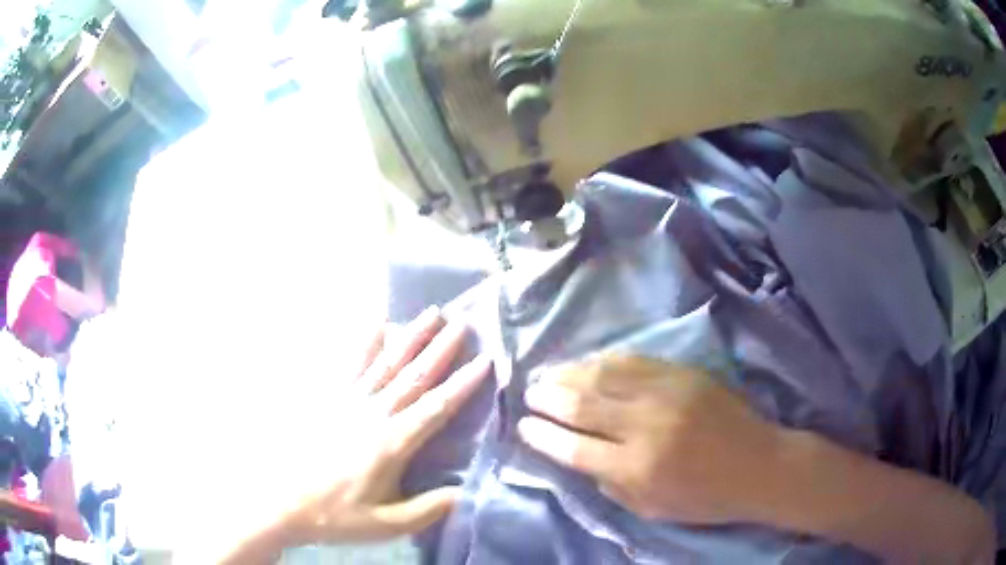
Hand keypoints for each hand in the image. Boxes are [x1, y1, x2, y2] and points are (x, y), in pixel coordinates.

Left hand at [239, 307, 489, 558]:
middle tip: (462, 322)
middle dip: (441, 348)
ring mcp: (348, 401)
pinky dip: (364, 342)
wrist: (283, 502)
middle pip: (414, 375)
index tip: (485, 359)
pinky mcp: (328, 398)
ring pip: (386, 363)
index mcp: (392, 442)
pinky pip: (350, 364)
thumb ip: (428, 509)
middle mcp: (373, 413)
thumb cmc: (337, 515)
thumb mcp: (387, 523)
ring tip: (430, 314)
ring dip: (410, 337)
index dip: (463, 383)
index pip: (436, 407)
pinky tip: (375, 324)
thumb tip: (467, 492)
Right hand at [519, 355, 780, 523]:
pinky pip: (634, 360)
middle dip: (547, 398)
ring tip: (549, 375)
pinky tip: (589, 363)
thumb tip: (579, 455)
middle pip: (582, 405)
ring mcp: (666, 393)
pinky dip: (605, 361)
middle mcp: (645, 426)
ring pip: (603, 376)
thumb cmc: (704, 498)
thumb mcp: (650, 509)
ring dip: (569, 374)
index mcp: (636, 468)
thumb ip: (610, 483)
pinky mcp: (684, 373)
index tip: (522, 426)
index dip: (541, 435)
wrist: (758, 465)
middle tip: (529, 394)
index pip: (572, 447)